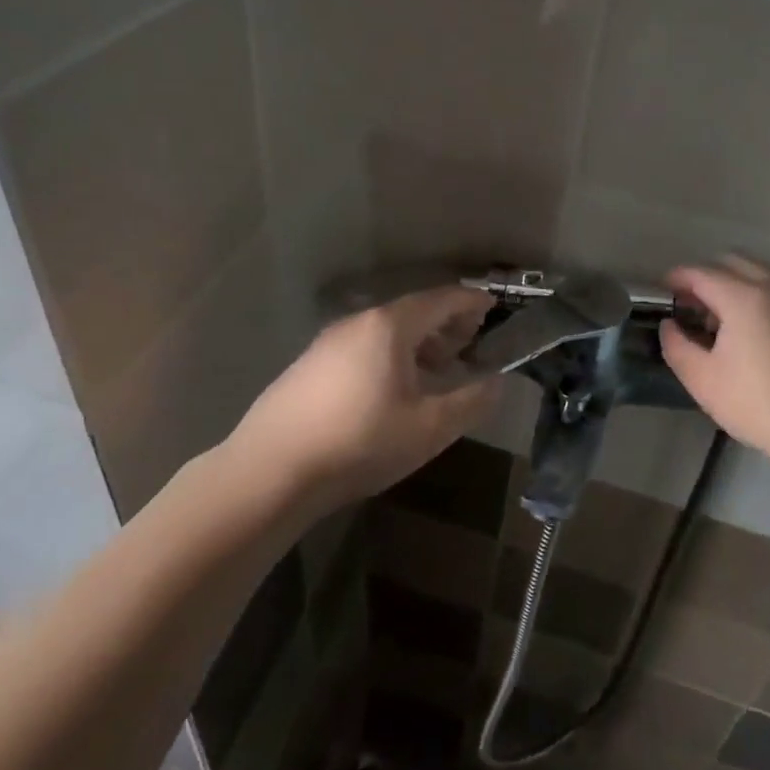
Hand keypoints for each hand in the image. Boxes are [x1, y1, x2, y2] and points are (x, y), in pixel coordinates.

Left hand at [228, 285, 499, 505]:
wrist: (272, 470)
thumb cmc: (361, 441)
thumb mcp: (430, 428)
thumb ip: (471, 401)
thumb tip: (497, 382)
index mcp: (389, 326)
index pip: (441, 299)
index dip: (471, 302)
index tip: (493, 307)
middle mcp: (357, 323)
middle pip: (412, 311)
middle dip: (446, 323)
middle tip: (471, 340)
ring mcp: (328, 342)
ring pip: (385, 331)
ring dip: (418, 342)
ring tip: (438, 367)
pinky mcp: (309, 366)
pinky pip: (363, 347)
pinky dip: (391, 355)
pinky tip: (393, 387)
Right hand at [660, 256, 769, 462]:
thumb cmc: (756, 403)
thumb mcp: (702, 379)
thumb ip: (676, 345)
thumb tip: (670, 325)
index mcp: (742, 297)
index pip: (701, 273)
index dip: (677, 277)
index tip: (664, 290)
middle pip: (733, 262)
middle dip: (707, 275)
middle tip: (693, 304)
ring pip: (761, 273)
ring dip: (736, 284)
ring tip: (724, 320)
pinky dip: (761, 297)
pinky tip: (756, 333)